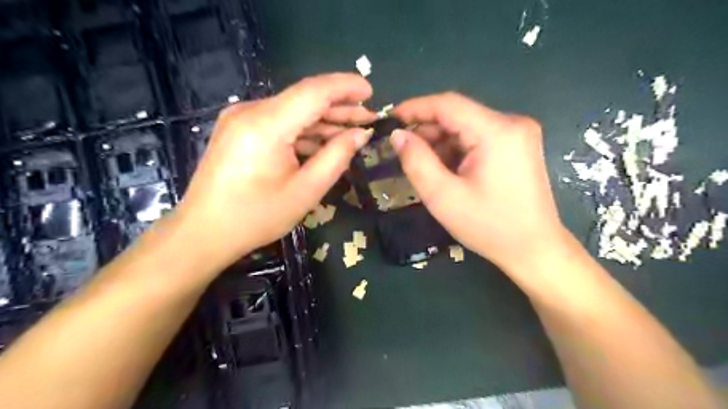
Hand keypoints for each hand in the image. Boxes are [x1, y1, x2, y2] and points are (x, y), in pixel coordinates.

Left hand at [172, 73, 374, 271]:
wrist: (204, 232)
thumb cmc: (256, 217)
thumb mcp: (306, 191)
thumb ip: (337, 157)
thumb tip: (360, 134)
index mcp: (266, 125)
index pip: (314, 91)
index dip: (346, 87)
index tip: (371, 92)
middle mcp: (250, 111)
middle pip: (304, 98)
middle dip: (339, 107)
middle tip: (369, 118)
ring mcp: (241, 118)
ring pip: (293, 110)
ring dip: (323, 120)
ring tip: (352, 131)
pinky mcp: (239, 129)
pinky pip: (279, 122)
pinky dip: (304, 130)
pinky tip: (324, 142)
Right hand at [393, 91, 568, 271]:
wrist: (534, 249)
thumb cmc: (489, 227)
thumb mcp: (443, 196)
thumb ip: (416, 161)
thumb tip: (398, 135)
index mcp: (497, 131)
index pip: (448, 104)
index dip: (415, 108)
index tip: (390, 119)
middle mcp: (512, 123)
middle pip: (458, 115)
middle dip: (428, 131)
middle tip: (403, 151)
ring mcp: (519, 135)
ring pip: (467, 127)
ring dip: (441, 142)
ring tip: (423, 165)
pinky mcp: (518, 147)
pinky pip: (479, 138)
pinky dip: (457, 150)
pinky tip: (446, 170)